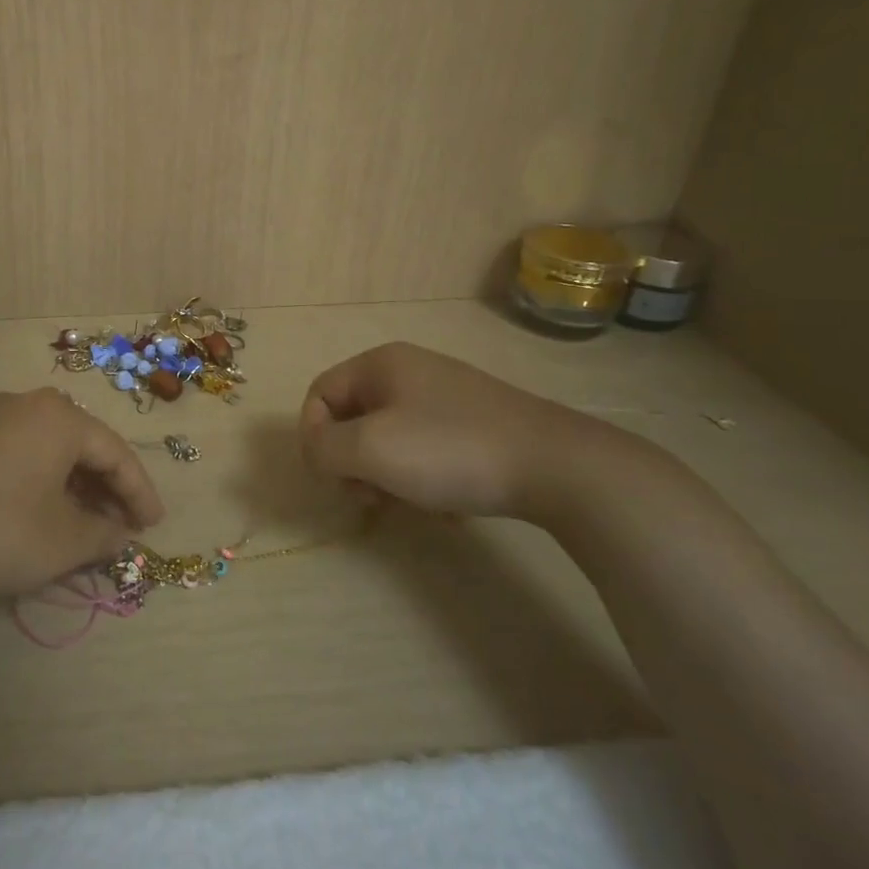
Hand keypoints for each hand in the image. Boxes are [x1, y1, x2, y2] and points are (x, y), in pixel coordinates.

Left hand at [0, 389, 165, 596]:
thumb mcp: (62, 541)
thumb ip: (102, 535)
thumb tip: (119, 533)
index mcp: (59, 418)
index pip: (115, 453)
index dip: (139, 492)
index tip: (153, 525)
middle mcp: (24, 403)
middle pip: (79, 445)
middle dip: (103, 487)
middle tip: (118, 523)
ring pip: (43, 447)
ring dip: (68, 483)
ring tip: (78, 520)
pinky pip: (11, 451)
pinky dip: (32, 477)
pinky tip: (32, 507)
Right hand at [299, 342, 618, 519]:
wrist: (555, 466)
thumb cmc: (449, 449)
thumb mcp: (370, 449)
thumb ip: (323, 448)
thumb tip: (316, 450)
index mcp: (381, 364)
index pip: (319, 393)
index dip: (313, 436)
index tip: (333, 477)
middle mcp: (409, 371)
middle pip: (352, 418)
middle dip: (352, 462)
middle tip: (371, 497)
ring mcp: (445, 397)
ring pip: (388, 439)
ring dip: (387, 477)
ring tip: (412, 503)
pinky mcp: (473, 424)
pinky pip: (424, 450)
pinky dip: (422, 479)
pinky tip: (446, 505)